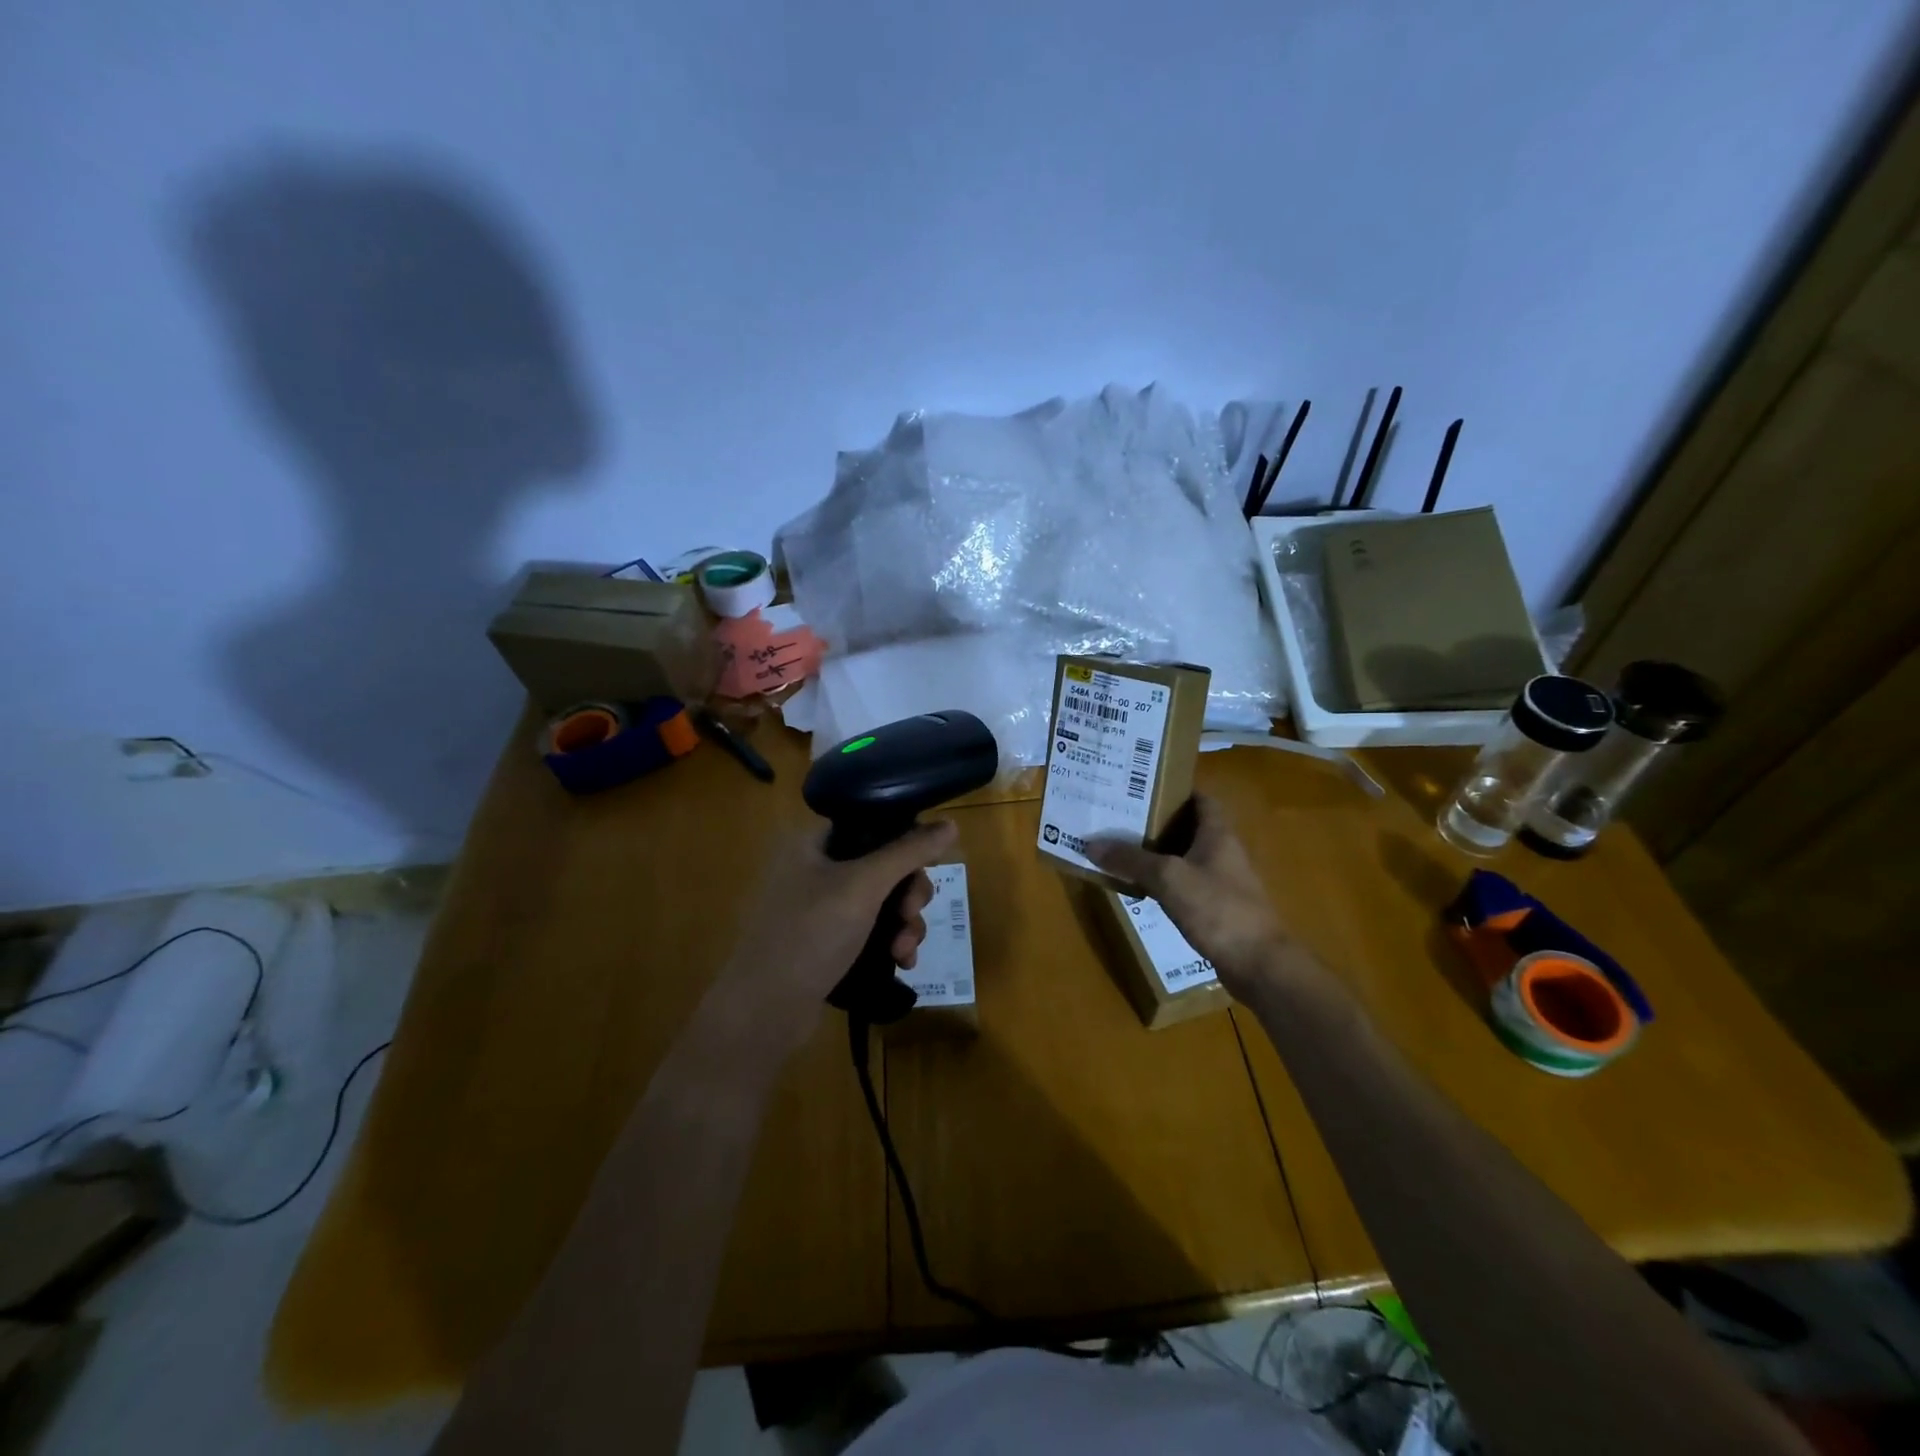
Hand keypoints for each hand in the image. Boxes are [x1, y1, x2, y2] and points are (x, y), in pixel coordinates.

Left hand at [714, 819, 959, 1054]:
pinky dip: (890, 943)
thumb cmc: (810, 934)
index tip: (923, 868)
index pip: (871, 824)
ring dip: (904, 924)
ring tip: (904, 951)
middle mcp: (814, 869)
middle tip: (911, 914)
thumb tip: (951, 824)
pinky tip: (901, 963)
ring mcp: (819, 909)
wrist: (763, 1011)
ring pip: (882, 902)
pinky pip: (871, 931)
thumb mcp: (864, 886)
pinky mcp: (826, 943)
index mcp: (812, 843)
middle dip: (908, 894)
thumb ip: (908, 852)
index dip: (904, 842)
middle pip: (883, 866)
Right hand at [1087, 795, 1288, 998]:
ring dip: (1156, 853)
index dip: (1173, 790)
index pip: (1199, 798)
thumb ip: (1131, 859)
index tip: (1140, 788)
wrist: (1259, 964)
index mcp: (1218, 834)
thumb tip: (1091, 844)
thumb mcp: (1168, 878)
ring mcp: (1221, 882)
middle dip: (1155, 821)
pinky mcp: (1216, 909)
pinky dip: (1163, 882)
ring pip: (1183, 858)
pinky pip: (1184, 885)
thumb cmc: (1218, 909)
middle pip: (1187, 827)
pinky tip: (1139, 887)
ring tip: (1120, 848)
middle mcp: (1222, 852)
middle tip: (1118, 817)